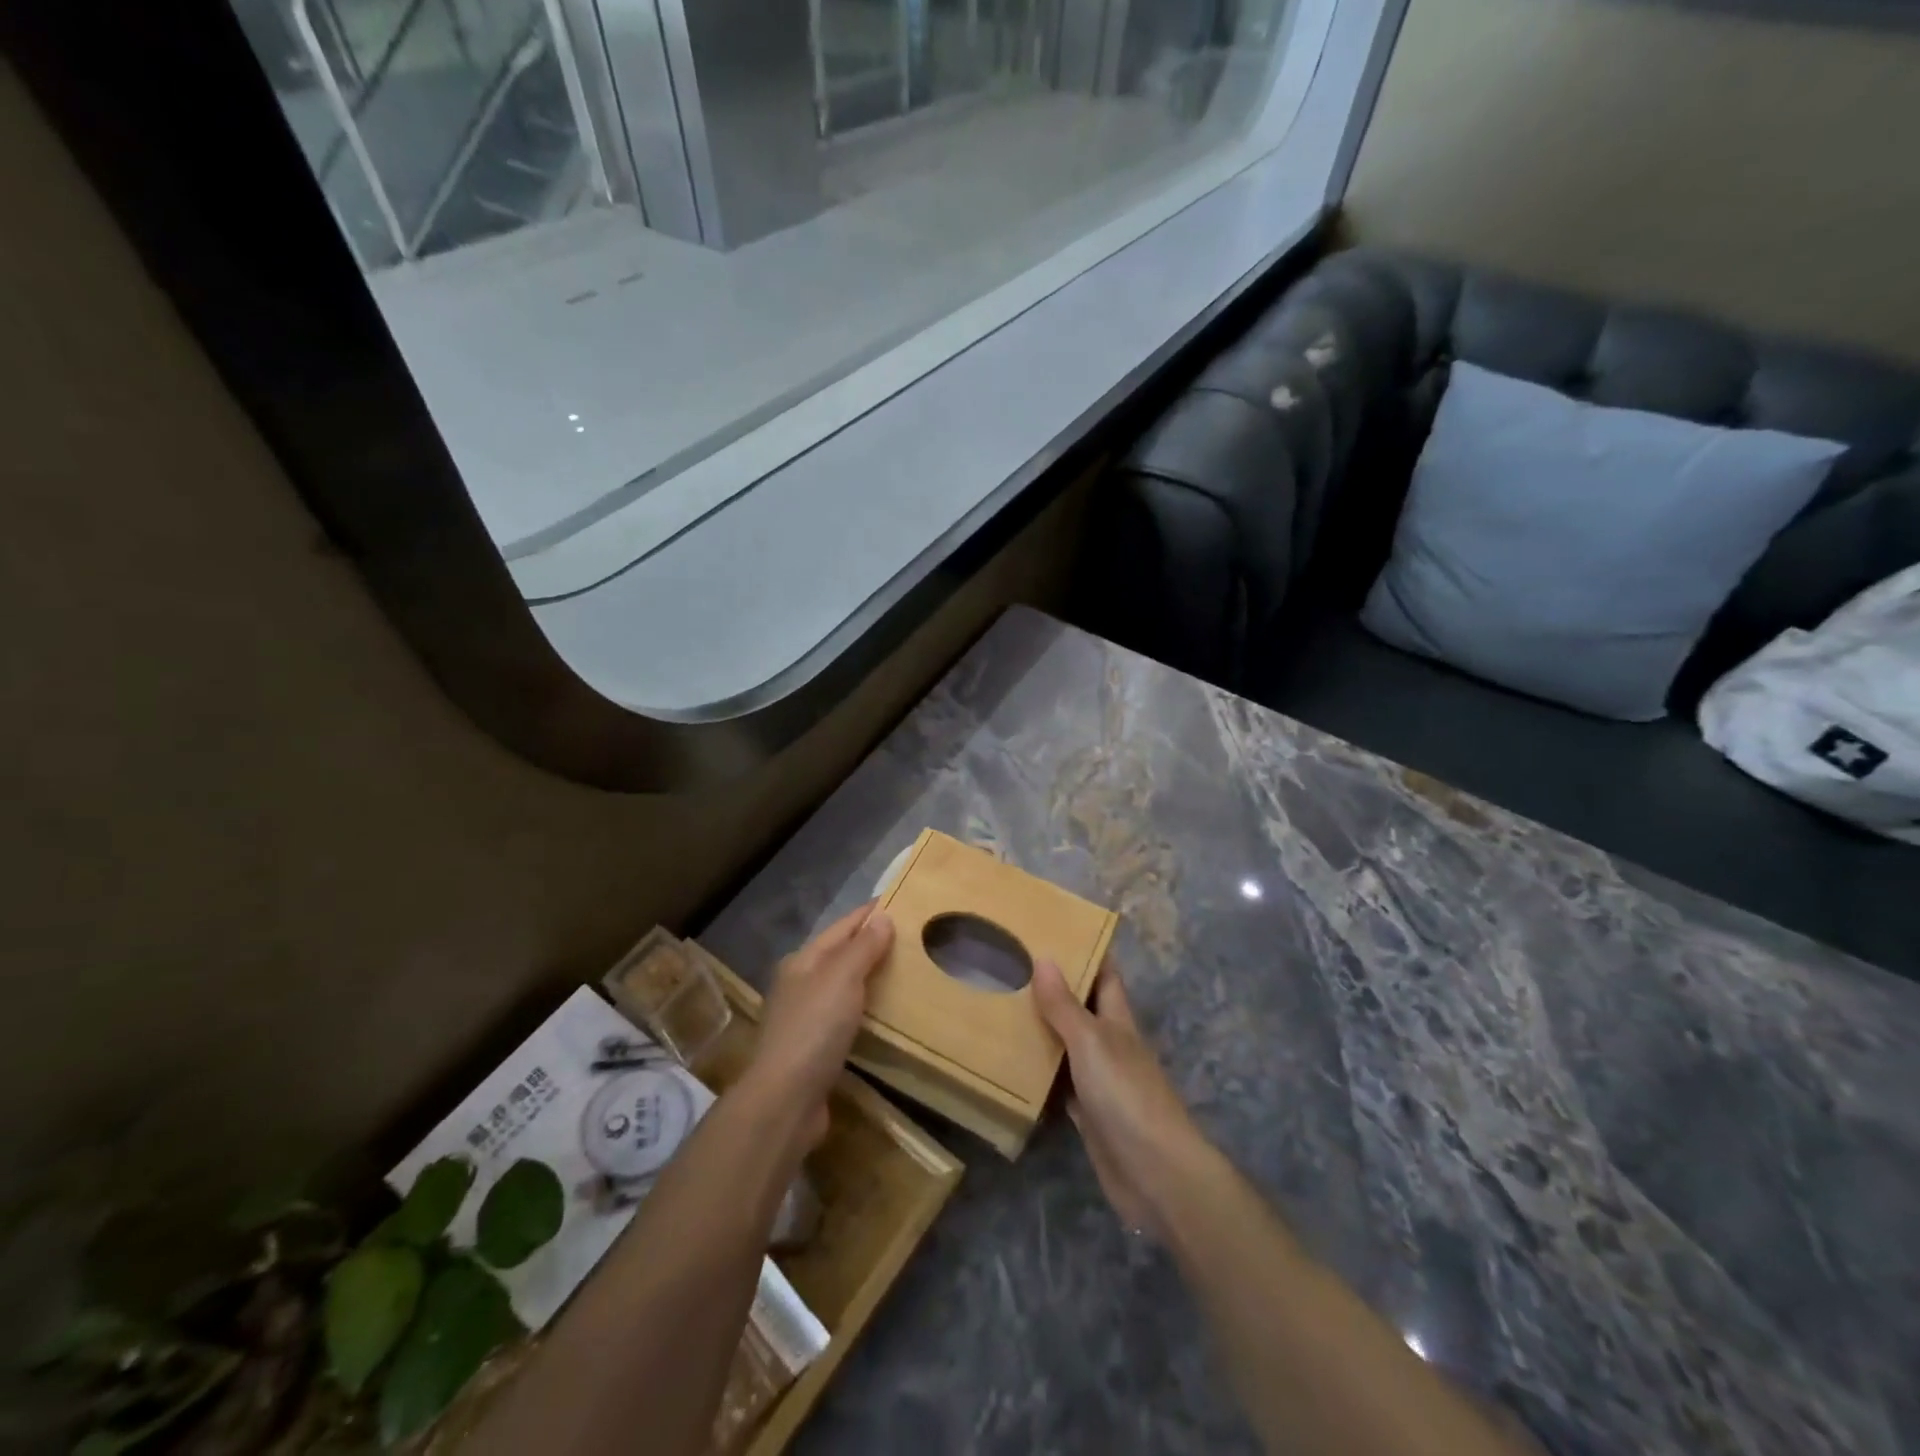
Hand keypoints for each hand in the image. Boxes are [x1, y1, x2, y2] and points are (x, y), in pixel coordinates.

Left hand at [743, 902, 894, 1149]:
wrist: (785, 1100)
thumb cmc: (814, 1028)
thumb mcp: (842, 978)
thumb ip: (863, 947)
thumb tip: (883, 917)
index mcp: (803, 960)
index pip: (843, 926)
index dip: (870, 913)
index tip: (901, 900)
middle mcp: (801, 983)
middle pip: (842, 954)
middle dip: (872, 943)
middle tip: (913, 936)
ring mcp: (806, 1017)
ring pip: (844, 986)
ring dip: (871, 977)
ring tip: (907, 971)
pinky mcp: (815, 1048)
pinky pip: (847, 1016)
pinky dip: (867, 1008)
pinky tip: (886, 1013)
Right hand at [1033, 957, 1212, 1239]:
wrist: (1155, 1173)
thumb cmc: (1126, 1095)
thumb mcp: (1092, 1042)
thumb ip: (1065, 1006)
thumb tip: (1045, 957)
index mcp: (1117, 1020)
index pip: (1104, 975)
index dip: (1085, 952)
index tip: (1053, 930)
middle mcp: (1109, 1044)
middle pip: (1081, 1008)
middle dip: (1053, 988)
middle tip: (1011, 965)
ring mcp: (1099, 1080)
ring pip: (1066, 1045)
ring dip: (1041, 1029)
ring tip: (1001, 1005)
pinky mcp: (1087, 1114)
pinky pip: (1058, 1084)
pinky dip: (1039, 1072)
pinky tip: (1011, 1063)